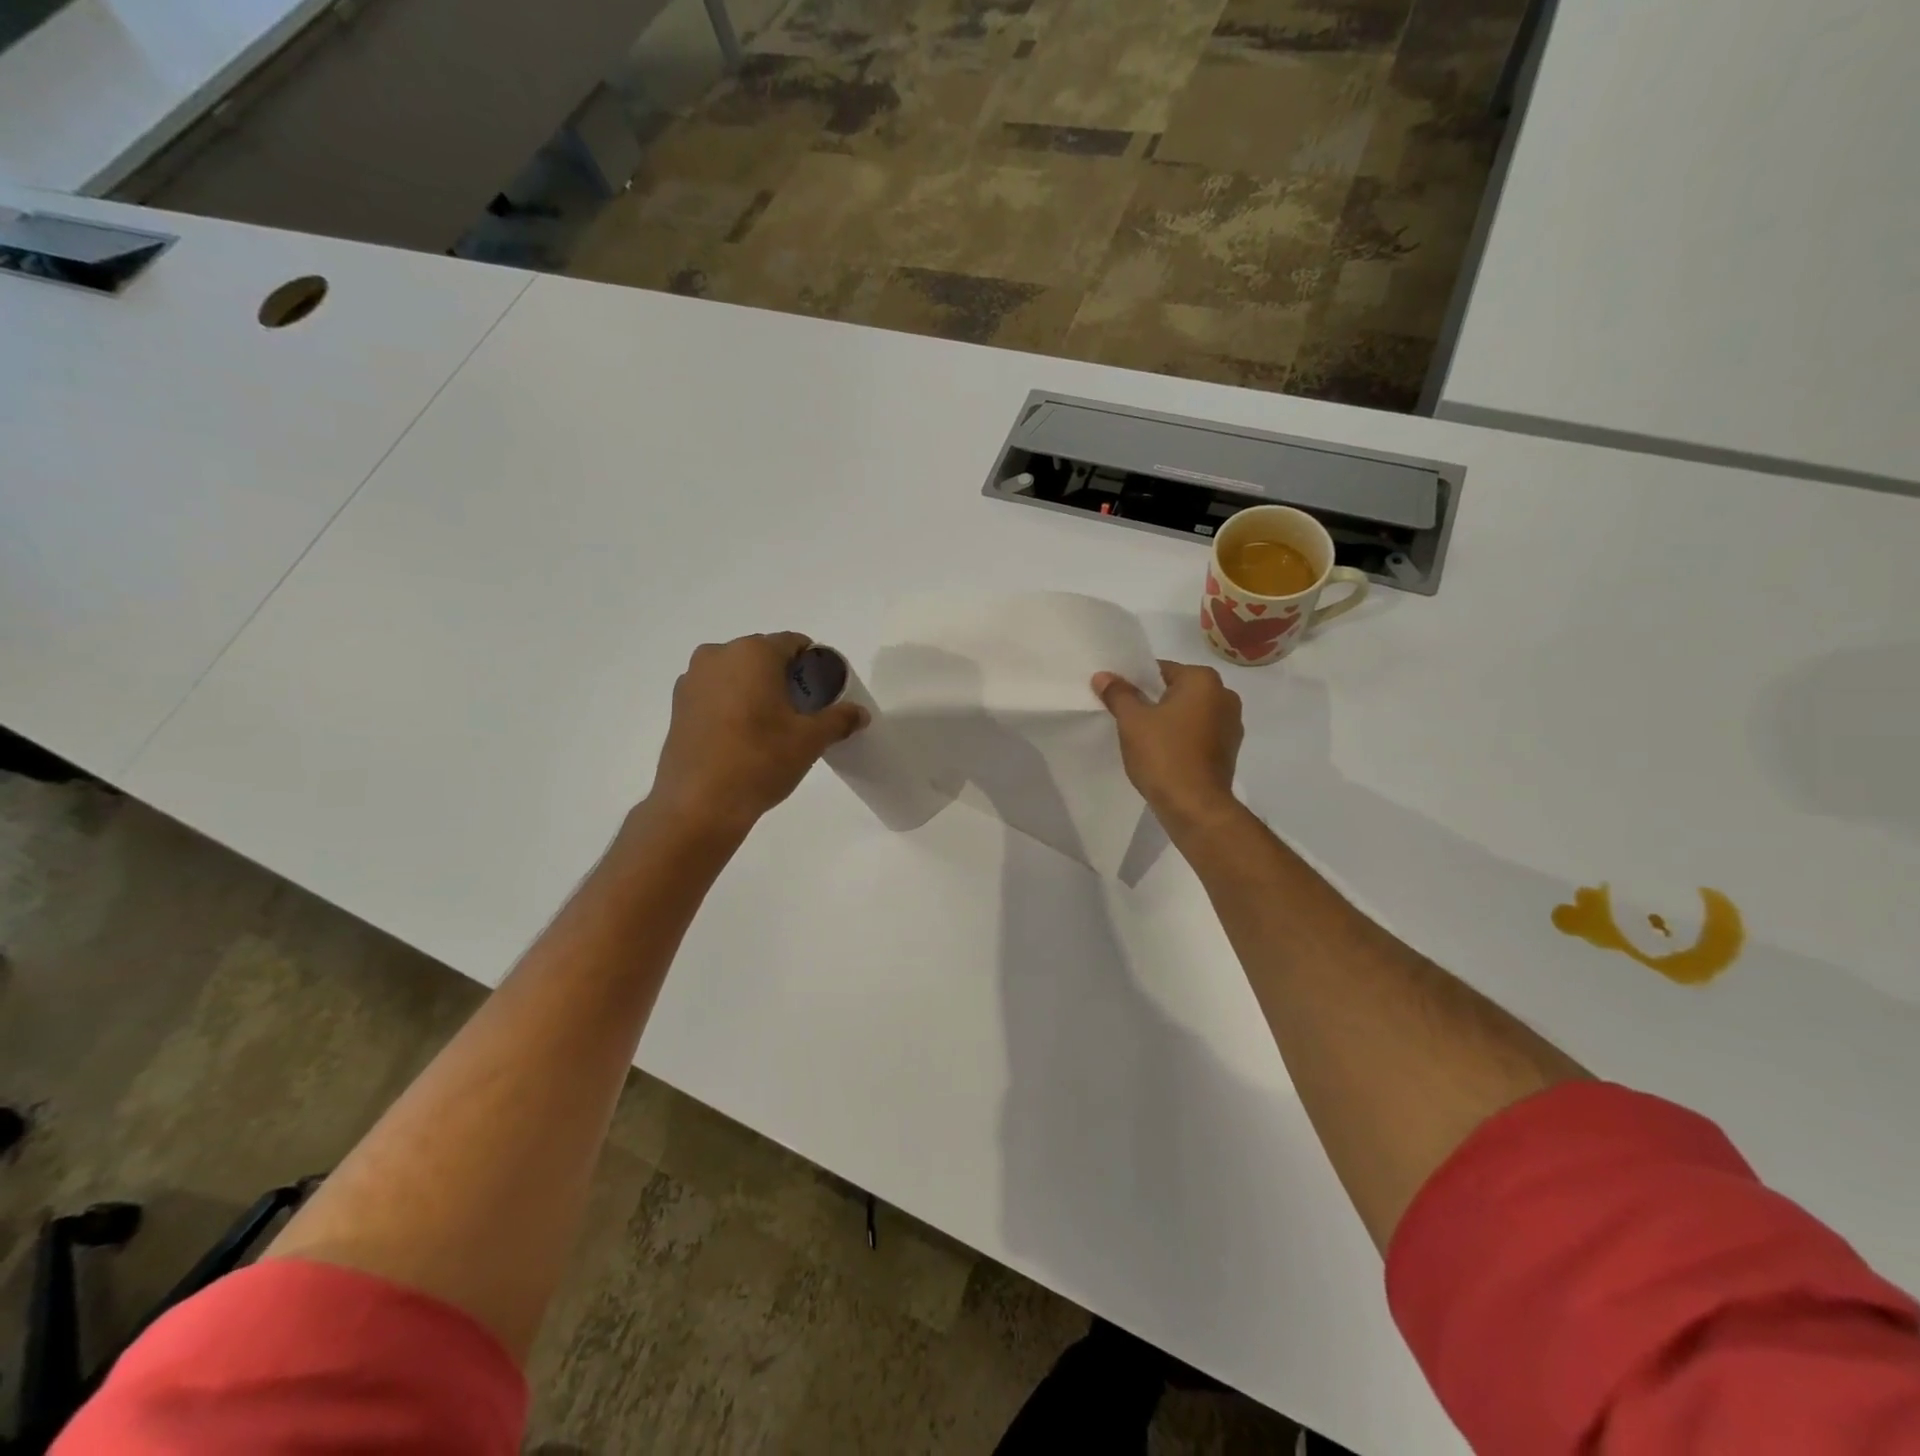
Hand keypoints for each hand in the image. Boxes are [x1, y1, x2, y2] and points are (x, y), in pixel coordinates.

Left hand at [648, 633, 867, 838]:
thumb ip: (839, 719)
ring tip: (772, 724)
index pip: (793, 643)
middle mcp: (718, 655)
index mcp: (753, 653)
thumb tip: (860, 713)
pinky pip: (715, 693)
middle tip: (802, 710)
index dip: (813, 663)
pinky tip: (744, 735)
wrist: (700, 804)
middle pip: (762, 656)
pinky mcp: (677, 706)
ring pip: (736, 674)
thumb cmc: (760, 760)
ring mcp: (692, 680)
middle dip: (784, 676)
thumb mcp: (810, 740)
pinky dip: (732, 704)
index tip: (824, 690)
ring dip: (756, 689)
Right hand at [1093, 660, 1243, 833]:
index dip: (1136, 682)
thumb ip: (1118, 694)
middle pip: (1177, 690)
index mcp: (1204, 680)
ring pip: (1189, 713)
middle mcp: (1225, 696)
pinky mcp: (1229, 750)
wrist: (1195, 806)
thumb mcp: (1132, 721)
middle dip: (1153, 701)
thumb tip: (1104, 676)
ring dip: (1168, 721)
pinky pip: (1198, 734)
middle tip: (1126, 717)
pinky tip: (1162, 753)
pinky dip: (1181, 738)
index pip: (1161, 670)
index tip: (1118, 698)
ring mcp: (1231, 725)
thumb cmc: (1164, 755)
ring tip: (1142, 737)